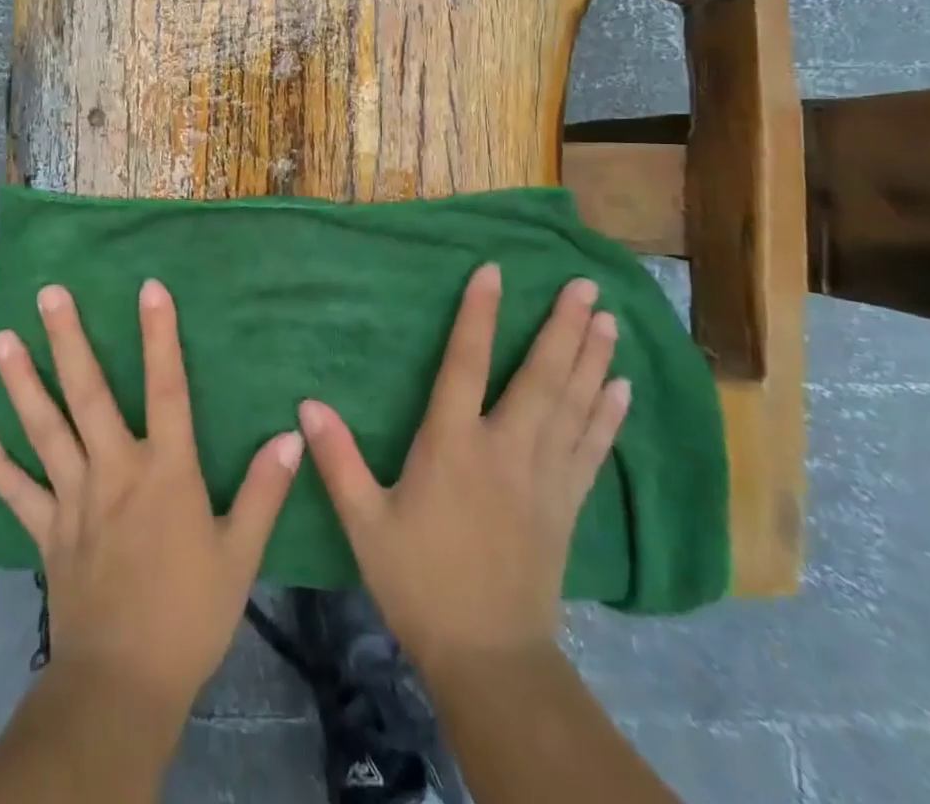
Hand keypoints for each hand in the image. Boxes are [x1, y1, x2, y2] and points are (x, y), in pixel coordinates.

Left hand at [0, 279, 304, 722]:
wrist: (124, 686)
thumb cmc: (190, 613)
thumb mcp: (240, 554)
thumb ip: (263, 491)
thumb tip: (290, 435)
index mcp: (165, 470)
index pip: (166, 387)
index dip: (159, 335)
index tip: (148, 287)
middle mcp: (115, 470)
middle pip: (88, 394)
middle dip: (69, 340)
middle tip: (49, 293)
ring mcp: (74, 499)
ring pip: (46, 430)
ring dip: (24, 383)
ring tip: (1, 340)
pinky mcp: (49, 532)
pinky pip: (18, 493)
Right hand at [298, 265, 629, 673]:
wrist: (488, 657)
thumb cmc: (419, 581)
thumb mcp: (364, 522)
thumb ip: (337, 459)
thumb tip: (306, 404)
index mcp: (452, 446)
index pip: (465, 364)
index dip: (479, 314)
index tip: (494, 272)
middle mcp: (505, 449)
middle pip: (539, 377)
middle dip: (563, 327)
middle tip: (585, 286)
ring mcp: (544, 476)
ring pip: (573, 405)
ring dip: (592, 359)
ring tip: (609, 319)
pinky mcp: (567, 504)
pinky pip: (593, 449)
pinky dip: (609, 416)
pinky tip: (623, 388)